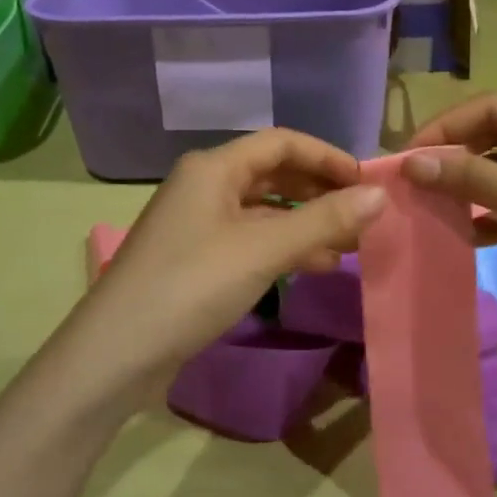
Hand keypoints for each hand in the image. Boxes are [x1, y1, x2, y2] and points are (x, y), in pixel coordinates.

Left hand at [68, 130, 386, 394]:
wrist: (116, 353)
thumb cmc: (192, 286)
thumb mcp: (264, 250)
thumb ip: (324, 220)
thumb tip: (379, 195)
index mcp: (214, 168)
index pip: (282, 142)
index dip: (327, 156)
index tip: (366, 182)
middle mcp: (205, 186)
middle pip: (273, 174)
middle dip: (320, 191)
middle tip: (362, 215)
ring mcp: (197, 224)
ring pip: (264, 210)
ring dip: (306, 222)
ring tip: (348, 246)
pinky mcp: (196, 258)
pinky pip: (250, 239)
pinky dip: (283, 247)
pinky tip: (314, 266)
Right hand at [402, 95, 496, 344]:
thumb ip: (476, 181)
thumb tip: (412, 162)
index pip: (492, 108)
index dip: (445, 128)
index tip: (405, 159)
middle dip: (455, 158)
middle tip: (412, 185)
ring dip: (470, 188)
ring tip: (430, 209)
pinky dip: (493, 215)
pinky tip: (467, 235)